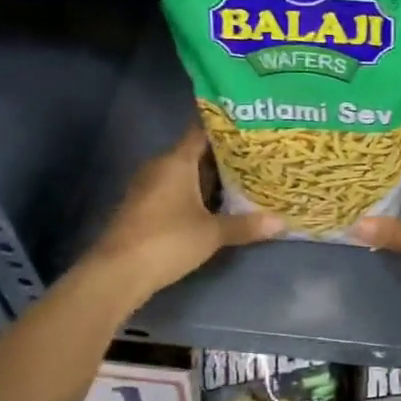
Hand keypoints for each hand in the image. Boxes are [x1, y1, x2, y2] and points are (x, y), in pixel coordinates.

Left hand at [87, 126, 282, 301]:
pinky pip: (175, 192)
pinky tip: (216, 206)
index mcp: (176, 161)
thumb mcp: (213, 233)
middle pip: (195, 154)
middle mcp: (160, 167)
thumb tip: (282, 221)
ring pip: (185, 175)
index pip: (201, 131)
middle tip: (257, 158)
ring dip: (210, 179)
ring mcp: (148, 188)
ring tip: (244, 181)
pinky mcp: (143, 209)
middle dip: (224, 157)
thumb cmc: (167, 240)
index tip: (250, 128)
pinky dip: (195, 195)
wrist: (118, 272)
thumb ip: (246, 225)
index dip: (225, 128)